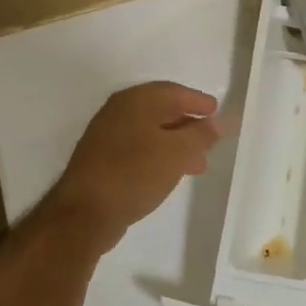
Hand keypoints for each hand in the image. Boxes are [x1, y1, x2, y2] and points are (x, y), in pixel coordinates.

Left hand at [45, 82, 225, 252]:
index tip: (217, 112)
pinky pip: (139, 149)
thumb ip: (202, 134)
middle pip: (162, 111)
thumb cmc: (134, 174)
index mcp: (136, 101)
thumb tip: (221, 121)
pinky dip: (159, 156)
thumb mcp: (177, 153)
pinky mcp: (102, 160)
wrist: (84, 213)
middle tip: (211, 140)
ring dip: (176, 144)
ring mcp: (107, 136)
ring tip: (198, 164)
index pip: (174, 92)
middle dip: (189, 125)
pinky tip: (171, 173)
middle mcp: (119, 112)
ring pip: (151, 132)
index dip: (198, 101)